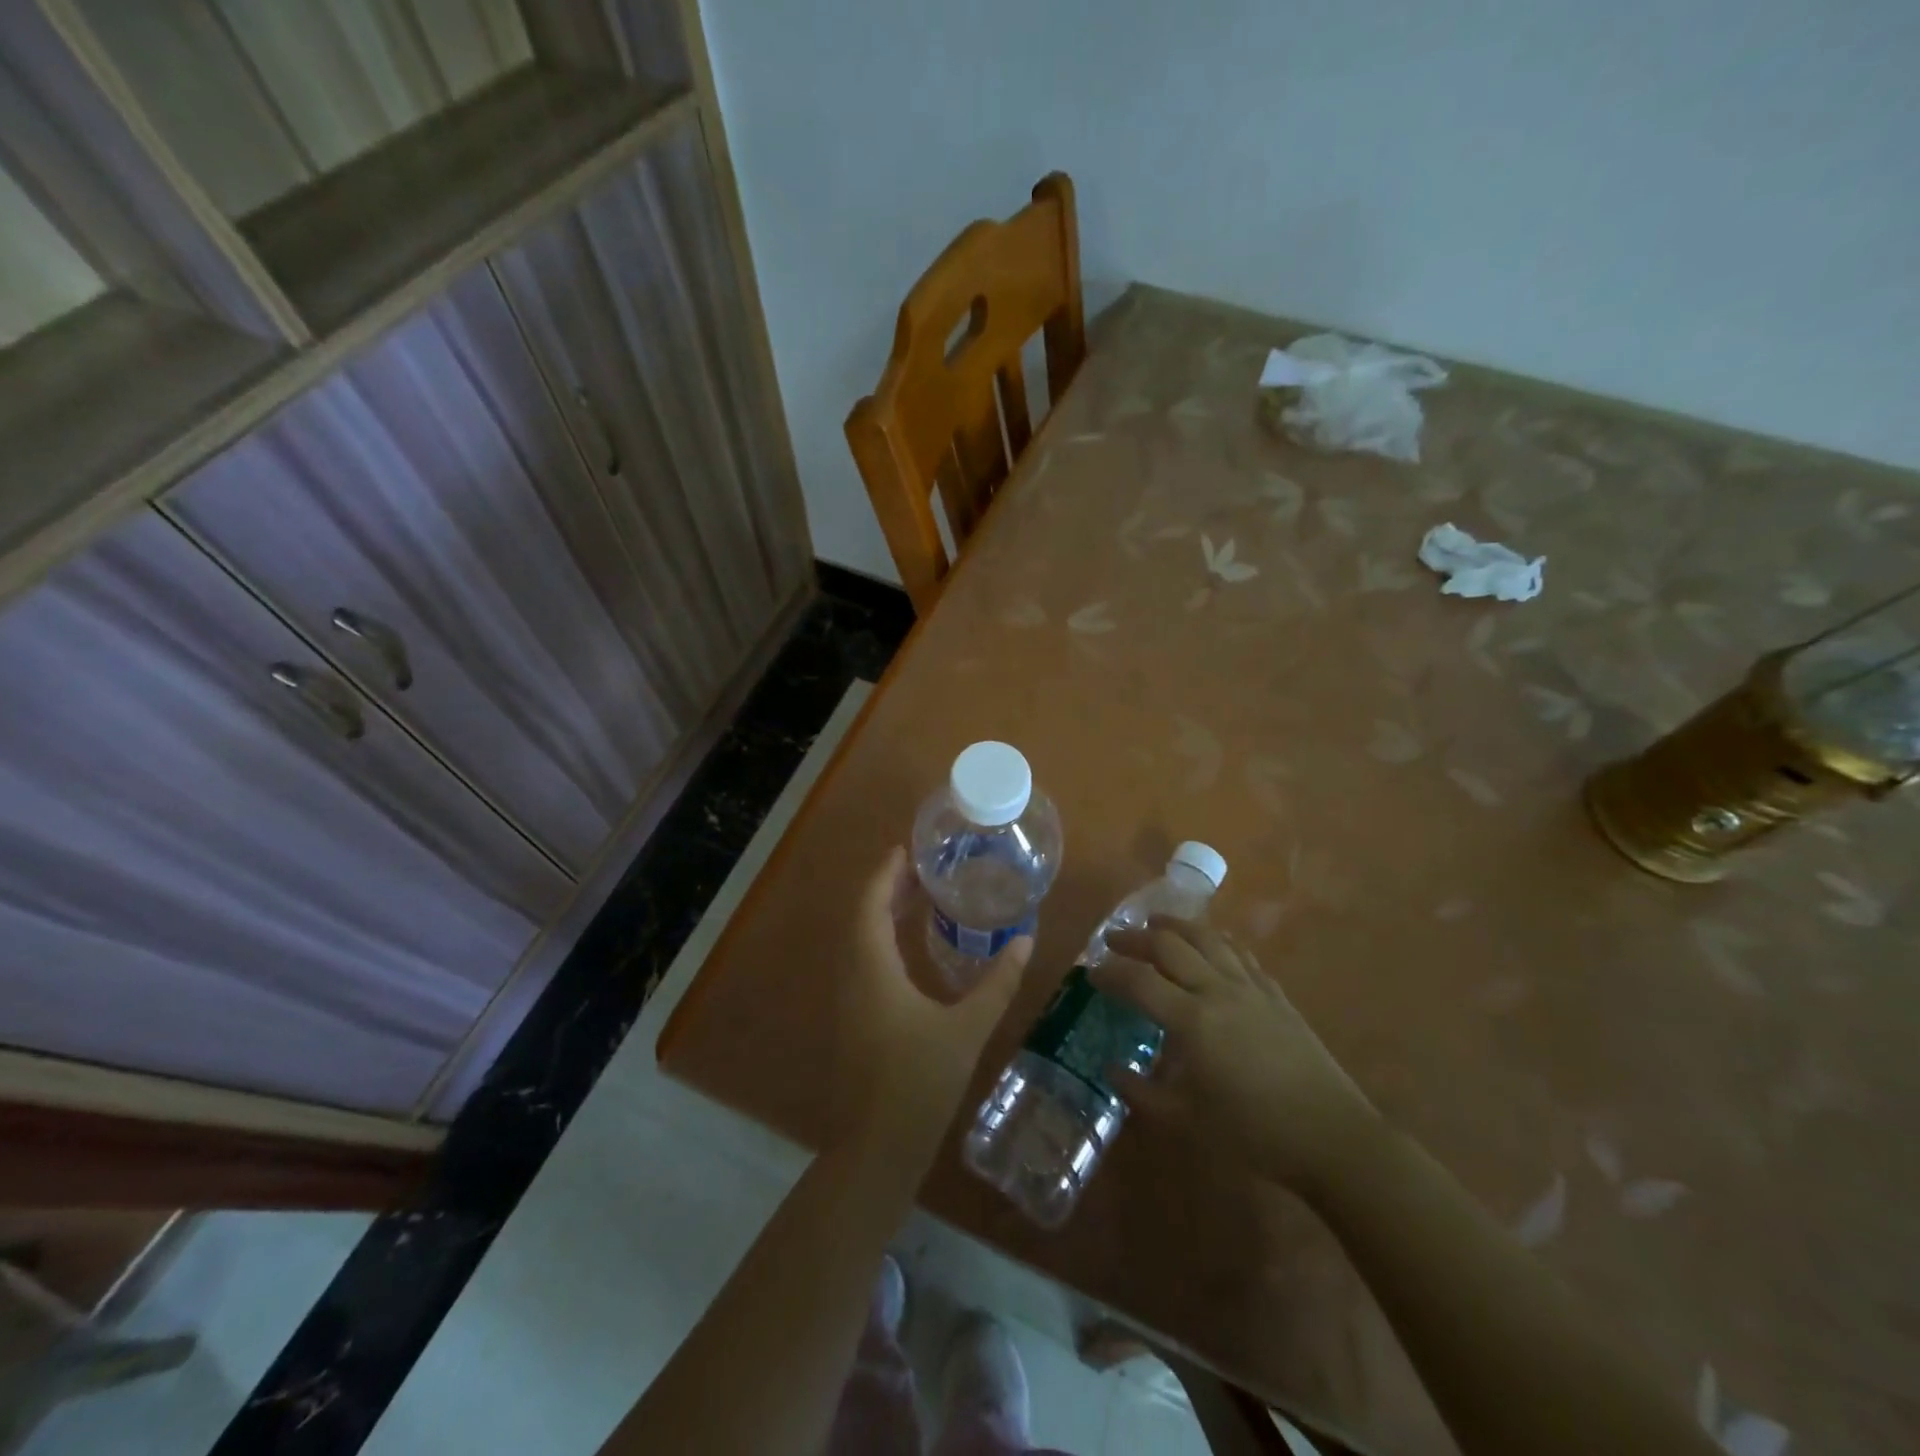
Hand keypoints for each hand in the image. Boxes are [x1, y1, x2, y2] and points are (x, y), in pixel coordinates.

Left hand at [833, 847, 1031, 1157]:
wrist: (876, 1149)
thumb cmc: (919, 1083)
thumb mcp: (966, 1030)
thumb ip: (997, 983)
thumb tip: (1025, 941)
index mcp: (872, 969)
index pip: (870, 904)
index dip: (885, 873)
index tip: (906, 849)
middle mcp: (853, 976)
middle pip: (861, 917)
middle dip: (887, 888)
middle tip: (922, 868)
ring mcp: (849, 999)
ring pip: (859, 940)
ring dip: (882, 913)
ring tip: (918, 896)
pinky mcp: (854, 1018)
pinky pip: (863, 961)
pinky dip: (881, 939)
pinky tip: (909, 947)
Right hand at [1094, 919, 1377, 1190]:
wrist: (1332, 1138)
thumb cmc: (1255, 1135)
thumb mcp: (1188, 1123)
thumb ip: (1143, 1094)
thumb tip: (1112, 1070)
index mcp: (1192, 1022)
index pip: (1139, 982)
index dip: (1109, 972)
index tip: (1089, 971)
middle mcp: (1218, 992)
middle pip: (1169, 946)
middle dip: (1135, 938)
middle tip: (1114, 938)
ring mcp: (1251, 989)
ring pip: (1207, 939)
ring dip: (1176, 926)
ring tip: (1156, 923)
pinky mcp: (1276, 995)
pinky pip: (1241, 955)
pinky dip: (1217, 942)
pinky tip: (1212, 945)